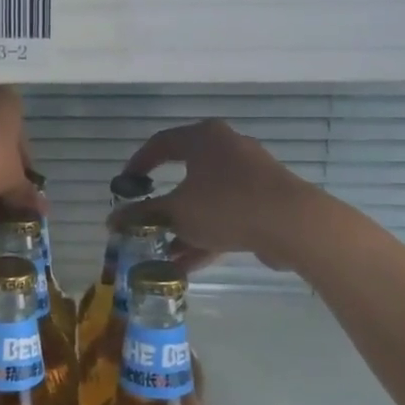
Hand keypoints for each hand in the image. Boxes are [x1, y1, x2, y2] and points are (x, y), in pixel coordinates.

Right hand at [112, 119, 329, 272]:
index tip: (125, 186)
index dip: (138, 164)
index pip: (161, 143)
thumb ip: (143, 215)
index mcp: (203, 139)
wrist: (293, 224)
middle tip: (144, 220)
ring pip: (206, 200)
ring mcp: (249, 175)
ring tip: (161, 253)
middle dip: (162, 206)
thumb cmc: (226, 205)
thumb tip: (111, 221)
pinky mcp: (264, 201)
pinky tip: (187, 265)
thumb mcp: (177, 212)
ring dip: (183, 227)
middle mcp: (227, 148)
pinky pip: (226, 215)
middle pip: (185, 174)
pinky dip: (206, 235)